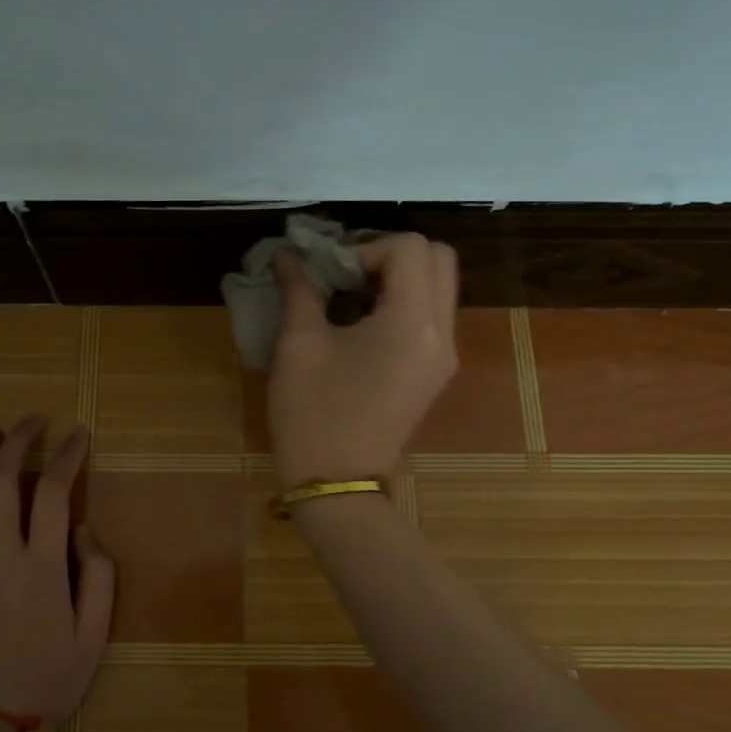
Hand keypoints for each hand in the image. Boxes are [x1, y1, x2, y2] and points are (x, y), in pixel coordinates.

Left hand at [0, 417, 114, 726]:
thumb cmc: (49, 679)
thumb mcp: (95, 634)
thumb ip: (98, 576)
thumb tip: (82, 529)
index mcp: (42, 566)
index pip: (52, 492)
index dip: (66, 456)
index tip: (77, 435)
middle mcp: (0, 555)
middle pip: (1, 481)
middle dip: (17, 441)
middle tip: (32, 421)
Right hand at [268, 233, 458, 484]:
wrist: (336, 484)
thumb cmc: (314, 413)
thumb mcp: (299, 345)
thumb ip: (299, 288)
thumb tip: (287, 253)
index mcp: (412, 321)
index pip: (410, 247)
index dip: (365, 247)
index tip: (330, 274)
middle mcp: (442, 332)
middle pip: (438, 259)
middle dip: (389, 254)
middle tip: (345, 274)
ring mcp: (444, 355)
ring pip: (438, 286)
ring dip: (397, 278)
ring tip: (348, 297)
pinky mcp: (434, 373)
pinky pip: (431, 316)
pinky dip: (402, 304)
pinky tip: (360, 324)